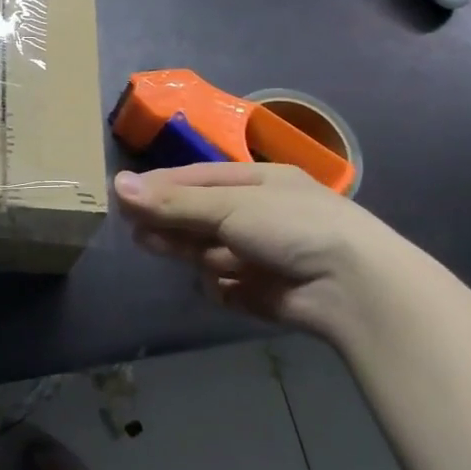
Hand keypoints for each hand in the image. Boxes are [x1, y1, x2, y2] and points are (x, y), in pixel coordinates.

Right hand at [115, 162, 411, 336]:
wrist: (353, 287)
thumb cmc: (292, 227)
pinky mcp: (263, 291)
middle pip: (199, 215)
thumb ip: (173, 201)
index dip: (159, 186)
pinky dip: (219, 286)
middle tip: (133, 227)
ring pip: (207, 250)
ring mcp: (261, 254)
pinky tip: (222, 285)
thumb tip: (117, 185)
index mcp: (258, 182)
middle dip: (168, 220)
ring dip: (184, 249)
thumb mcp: (229, 205)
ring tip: (155, 246)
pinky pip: (225, 285)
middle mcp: (259, 215)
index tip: (122, 195)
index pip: (197, 179)